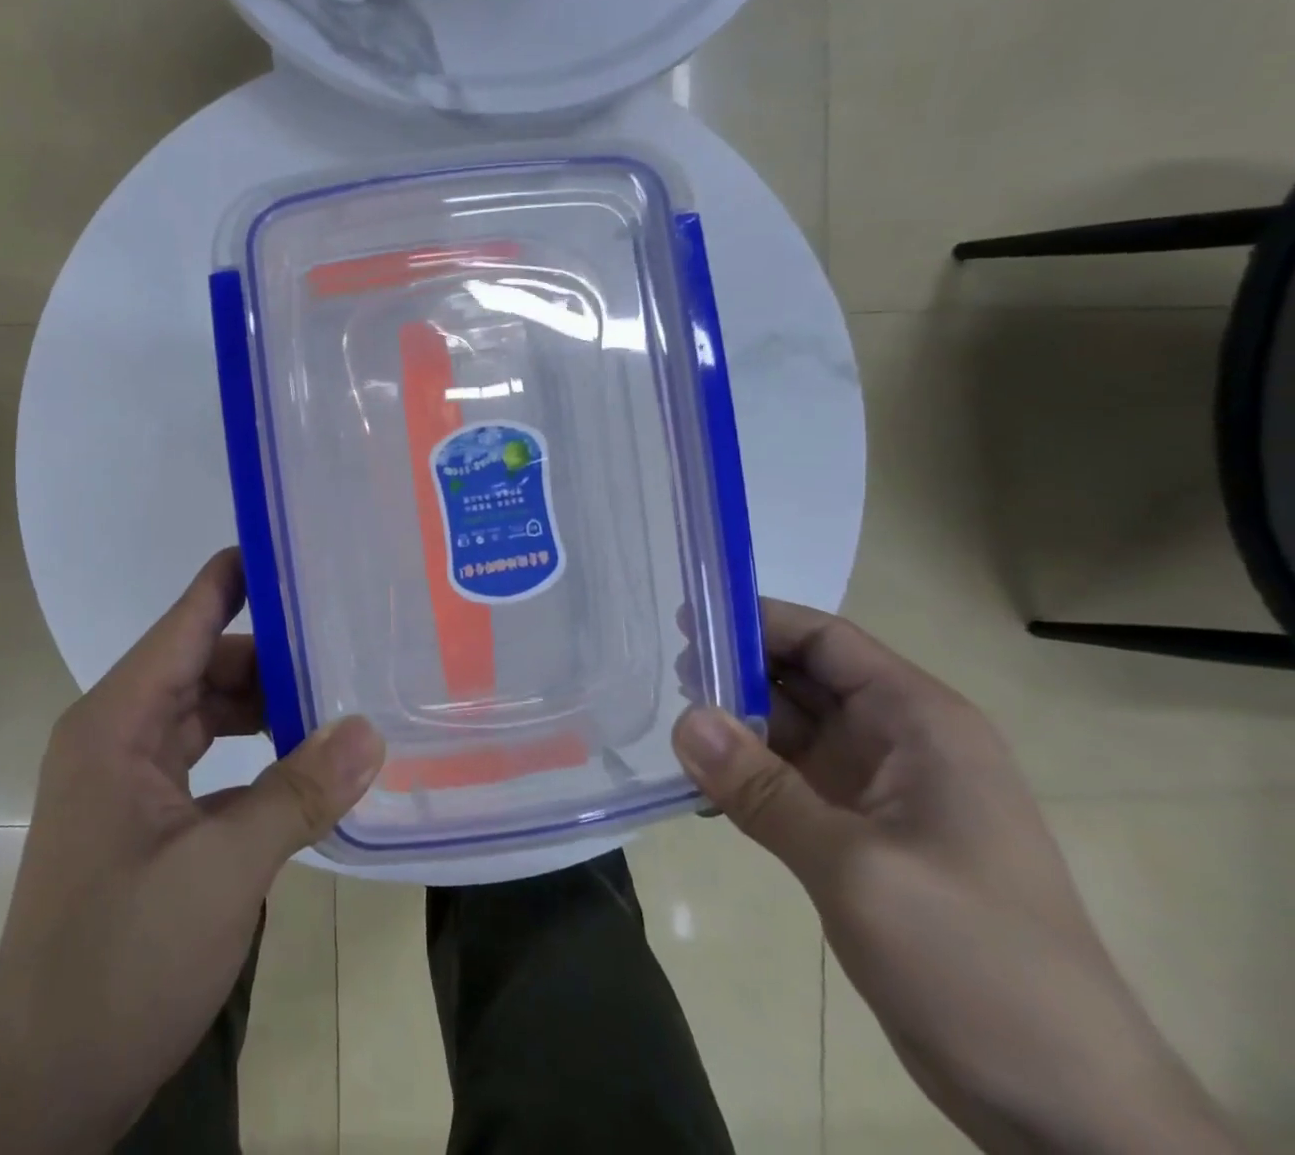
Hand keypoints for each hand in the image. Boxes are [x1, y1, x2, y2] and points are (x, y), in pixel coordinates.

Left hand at [0, 549, 384, 1154]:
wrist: (42, 1090)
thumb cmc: (118, 964)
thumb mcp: (221, 873)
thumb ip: (298, 793)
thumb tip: (370, 729)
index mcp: (116, 722)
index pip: (185, 621)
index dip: (236, 577)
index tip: (294, 544)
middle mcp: (118, 734)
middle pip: (204, 664)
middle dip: (273, 654)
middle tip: (350, 640)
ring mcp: (129, 777)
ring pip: (208, 712)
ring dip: (267, 707)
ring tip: (341, 698)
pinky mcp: (145, 817)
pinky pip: (208, 758)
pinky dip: (255, 752)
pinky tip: (306, 761)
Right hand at [673, 601, 1240, 1154]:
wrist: (1063, 1103)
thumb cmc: (975, 959)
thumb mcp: (858, 867)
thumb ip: (763, 789)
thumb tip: (683, 720)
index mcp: (921, 723)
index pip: (826, 640)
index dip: (757, 620)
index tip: (684, 620)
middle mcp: (900, 742)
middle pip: (802, 677)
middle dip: (735, 671)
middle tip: (661, 675)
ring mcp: (879, 790)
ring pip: (790, 728)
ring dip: (734, 724)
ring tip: (666, 723)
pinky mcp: (859, 834)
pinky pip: (787, 779)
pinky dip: (744, 774)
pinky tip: (697, 781)